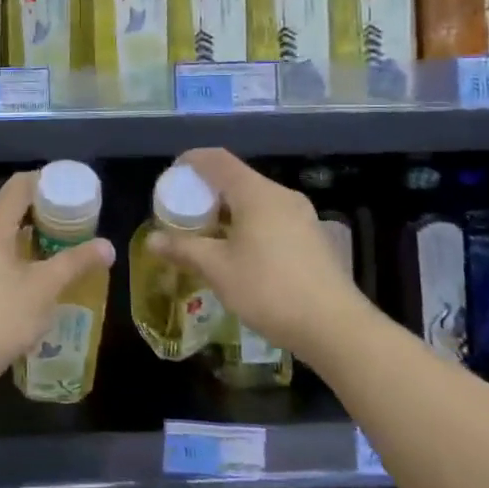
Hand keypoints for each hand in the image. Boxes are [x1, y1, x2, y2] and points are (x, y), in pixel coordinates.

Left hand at [0, 170, 114, 407]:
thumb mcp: (42, 290)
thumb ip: (75, 263)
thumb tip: (108, 245)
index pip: (22, 184)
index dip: (51, 181)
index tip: (79, 191)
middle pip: (14, 207)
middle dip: (48, 212)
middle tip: (80, 224)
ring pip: (5, 234)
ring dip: (35, 238)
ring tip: (66, 250)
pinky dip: (21, 257)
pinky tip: (39, 279)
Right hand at [145, 148, 361, 359]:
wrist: (336, 327)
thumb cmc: (270, 289)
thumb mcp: (218, 270)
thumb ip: (184, 249)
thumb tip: (152, 240)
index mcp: (256, 193)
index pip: (217, 159)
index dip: (191, 161)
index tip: (171, 177)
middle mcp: (281, 195)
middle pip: (237, 179)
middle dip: (207, 191)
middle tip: (185, 213)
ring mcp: (302, 216)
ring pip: (256, 200)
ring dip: (229, 211)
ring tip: (209, 236)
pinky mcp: (313, 237)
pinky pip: (272, 218)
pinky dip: (249, 224)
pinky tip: (241, 254)